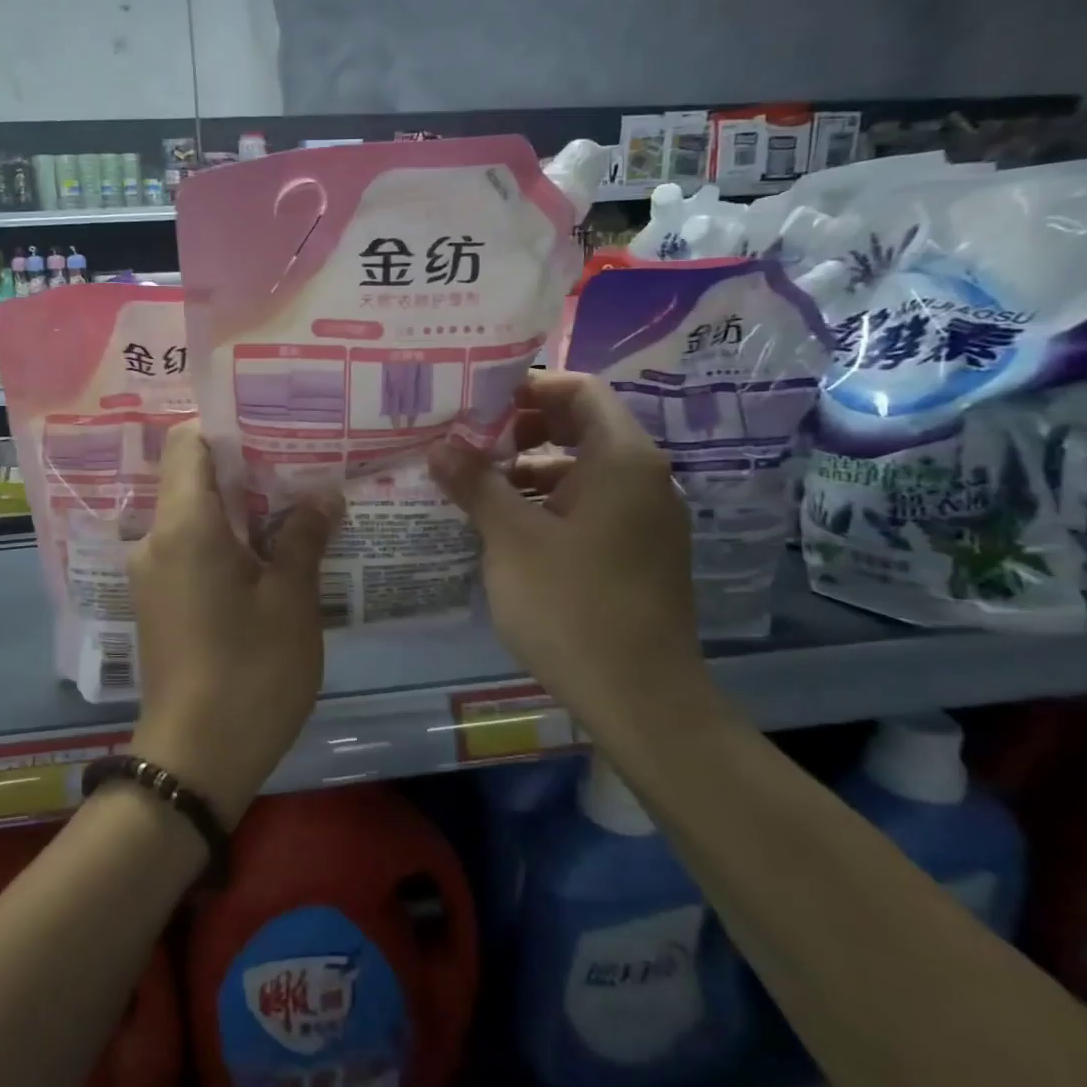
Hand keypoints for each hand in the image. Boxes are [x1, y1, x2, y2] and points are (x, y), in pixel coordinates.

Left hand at [127, 421, 341, 826]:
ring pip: (193, 515)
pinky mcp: (159, 601)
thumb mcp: (290, 600)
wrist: (195, 761)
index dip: (225, 425)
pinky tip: (269, 551)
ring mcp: (152, 572)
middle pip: (191, 476)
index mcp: (183, 525)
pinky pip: (189, 548)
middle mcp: (155, 538)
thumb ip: (302, 537)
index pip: (185, 442)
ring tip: (294, 502)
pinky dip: (225, 539)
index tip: (272, 424)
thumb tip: (323, 495)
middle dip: (244, 467)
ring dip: (238, 507)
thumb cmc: (250, 672)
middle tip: (300, 461)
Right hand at [428, 372, 712, 737]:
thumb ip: (476, 483)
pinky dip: (549, 504)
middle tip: (469, 442)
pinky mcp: (639, 553)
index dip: (530, 387)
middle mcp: (643, 479)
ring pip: (583, 471)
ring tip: (475, 486)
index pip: (580, 390)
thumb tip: (441, 445)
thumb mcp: (511, 539)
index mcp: (622, 460)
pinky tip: (506, 528)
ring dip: (530, 471)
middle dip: (522, 430)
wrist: (641, 699)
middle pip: (581, 427)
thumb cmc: (573, 605)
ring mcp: (646, 519)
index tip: (480, 403)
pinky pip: (591, 507)